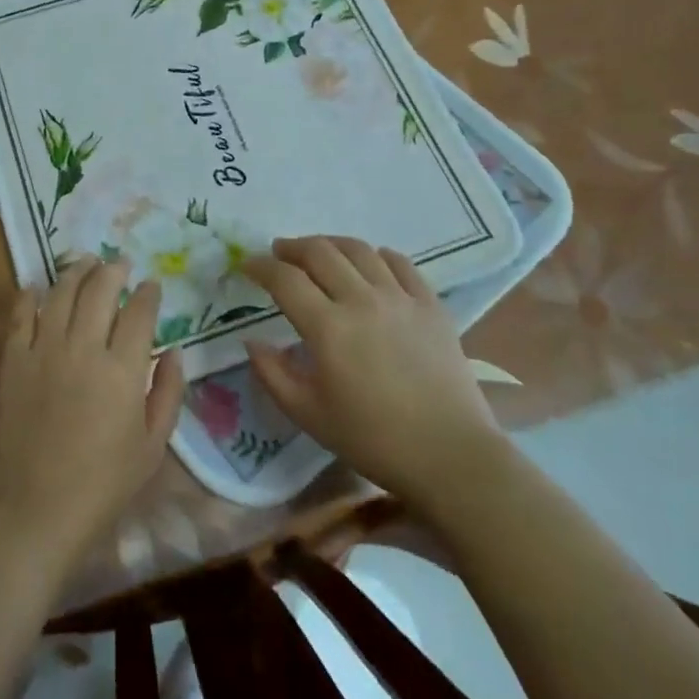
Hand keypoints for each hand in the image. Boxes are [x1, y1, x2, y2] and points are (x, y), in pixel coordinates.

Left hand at [0, 258, 185, 578]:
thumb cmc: (102, 484)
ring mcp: (44, 350)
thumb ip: (169, 393)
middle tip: (119, 263)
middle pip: (100, 289)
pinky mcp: (13, 360)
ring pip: (61, 292)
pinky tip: (38, 287)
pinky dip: (31, 295)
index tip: (151, 285)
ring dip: (76, 270)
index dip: (148, 292)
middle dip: (113, 269)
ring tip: (85, 261)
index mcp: (123, 369)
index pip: (139, 312)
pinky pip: (21, 315)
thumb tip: (174, 351)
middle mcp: (84, 347)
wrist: (34, 509)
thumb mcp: (153, 446)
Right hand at [245, 235, 504, 501]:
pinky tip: (370, 263)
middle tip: (279, 253)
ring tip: (319, 253)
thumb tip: (253, 341)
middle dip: (292, 247)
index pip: (285, 279)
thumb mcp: (308, 415)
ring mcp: (400, 298)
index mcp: (328, 328)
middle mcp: (362, 300)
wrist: (450, 454)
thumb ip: (272, 374)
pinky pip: (400, 263)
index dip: (260, 266)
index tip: (248, 266)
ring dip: (331, 244)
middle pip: (320, 252)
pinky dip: (377, 255)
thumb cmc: (373, 440)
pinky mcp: (431, 304)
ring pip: (359, 250)